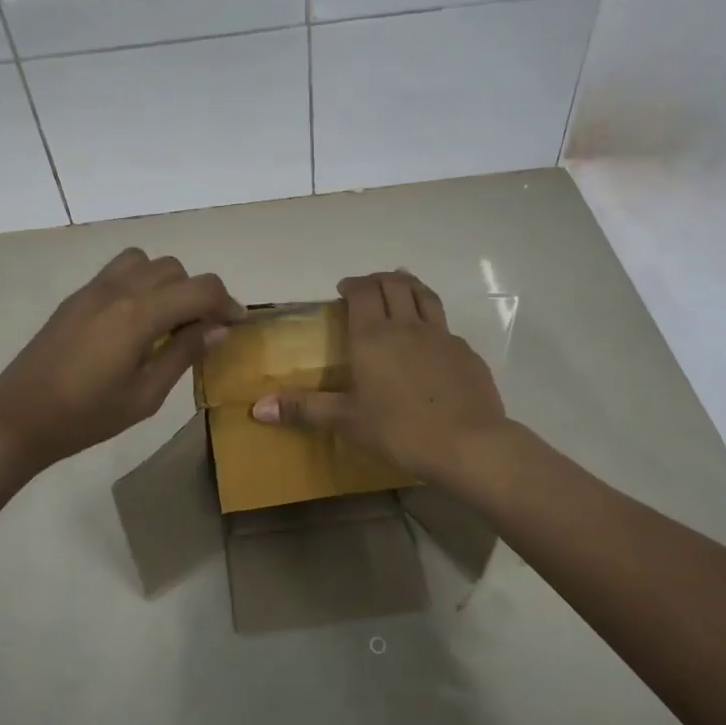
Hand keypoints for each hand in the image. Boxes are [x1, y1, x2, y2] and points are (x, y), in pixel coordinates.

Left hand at [0, 248, 243, 472]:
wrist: (19, 418)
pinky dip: (140, 282)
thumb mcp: (145, 395)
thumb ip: (183, 354)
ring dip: (166, 282)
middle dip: (197, 293)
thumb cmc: (87, 417)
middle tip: (202, 329)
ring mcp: (93, 289)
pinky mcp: (77, 297)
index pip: (200, 288)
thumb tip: (217, 328)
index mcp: (139, 314)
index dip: (227, 302)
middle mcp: (119, 289)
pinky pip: (119, 271)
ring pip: (145, 261)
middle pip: (175, 269)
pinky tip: (135, 320)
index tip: (236, 324)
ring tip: (167, 318)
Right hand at [251, 270, 507, 482]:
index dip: (353, 284)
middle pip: (394, 284)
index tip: (343, 290)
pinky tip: (430, 340)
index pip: (363, 291)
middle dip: (378, 279)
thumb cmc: (400, 430)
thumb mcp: (347, 421)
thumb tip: (257, 408)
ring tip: (400, 287)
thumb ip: (304, 409)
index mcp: (373, 336)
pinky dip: (432, 320)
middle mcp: (407, 326)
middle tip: (367, 288)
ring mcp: (441, 336)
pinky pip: (445, 325)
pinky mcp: (466, 352)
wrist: (468, 445)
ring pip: (424, 294)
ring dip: (409, 285)